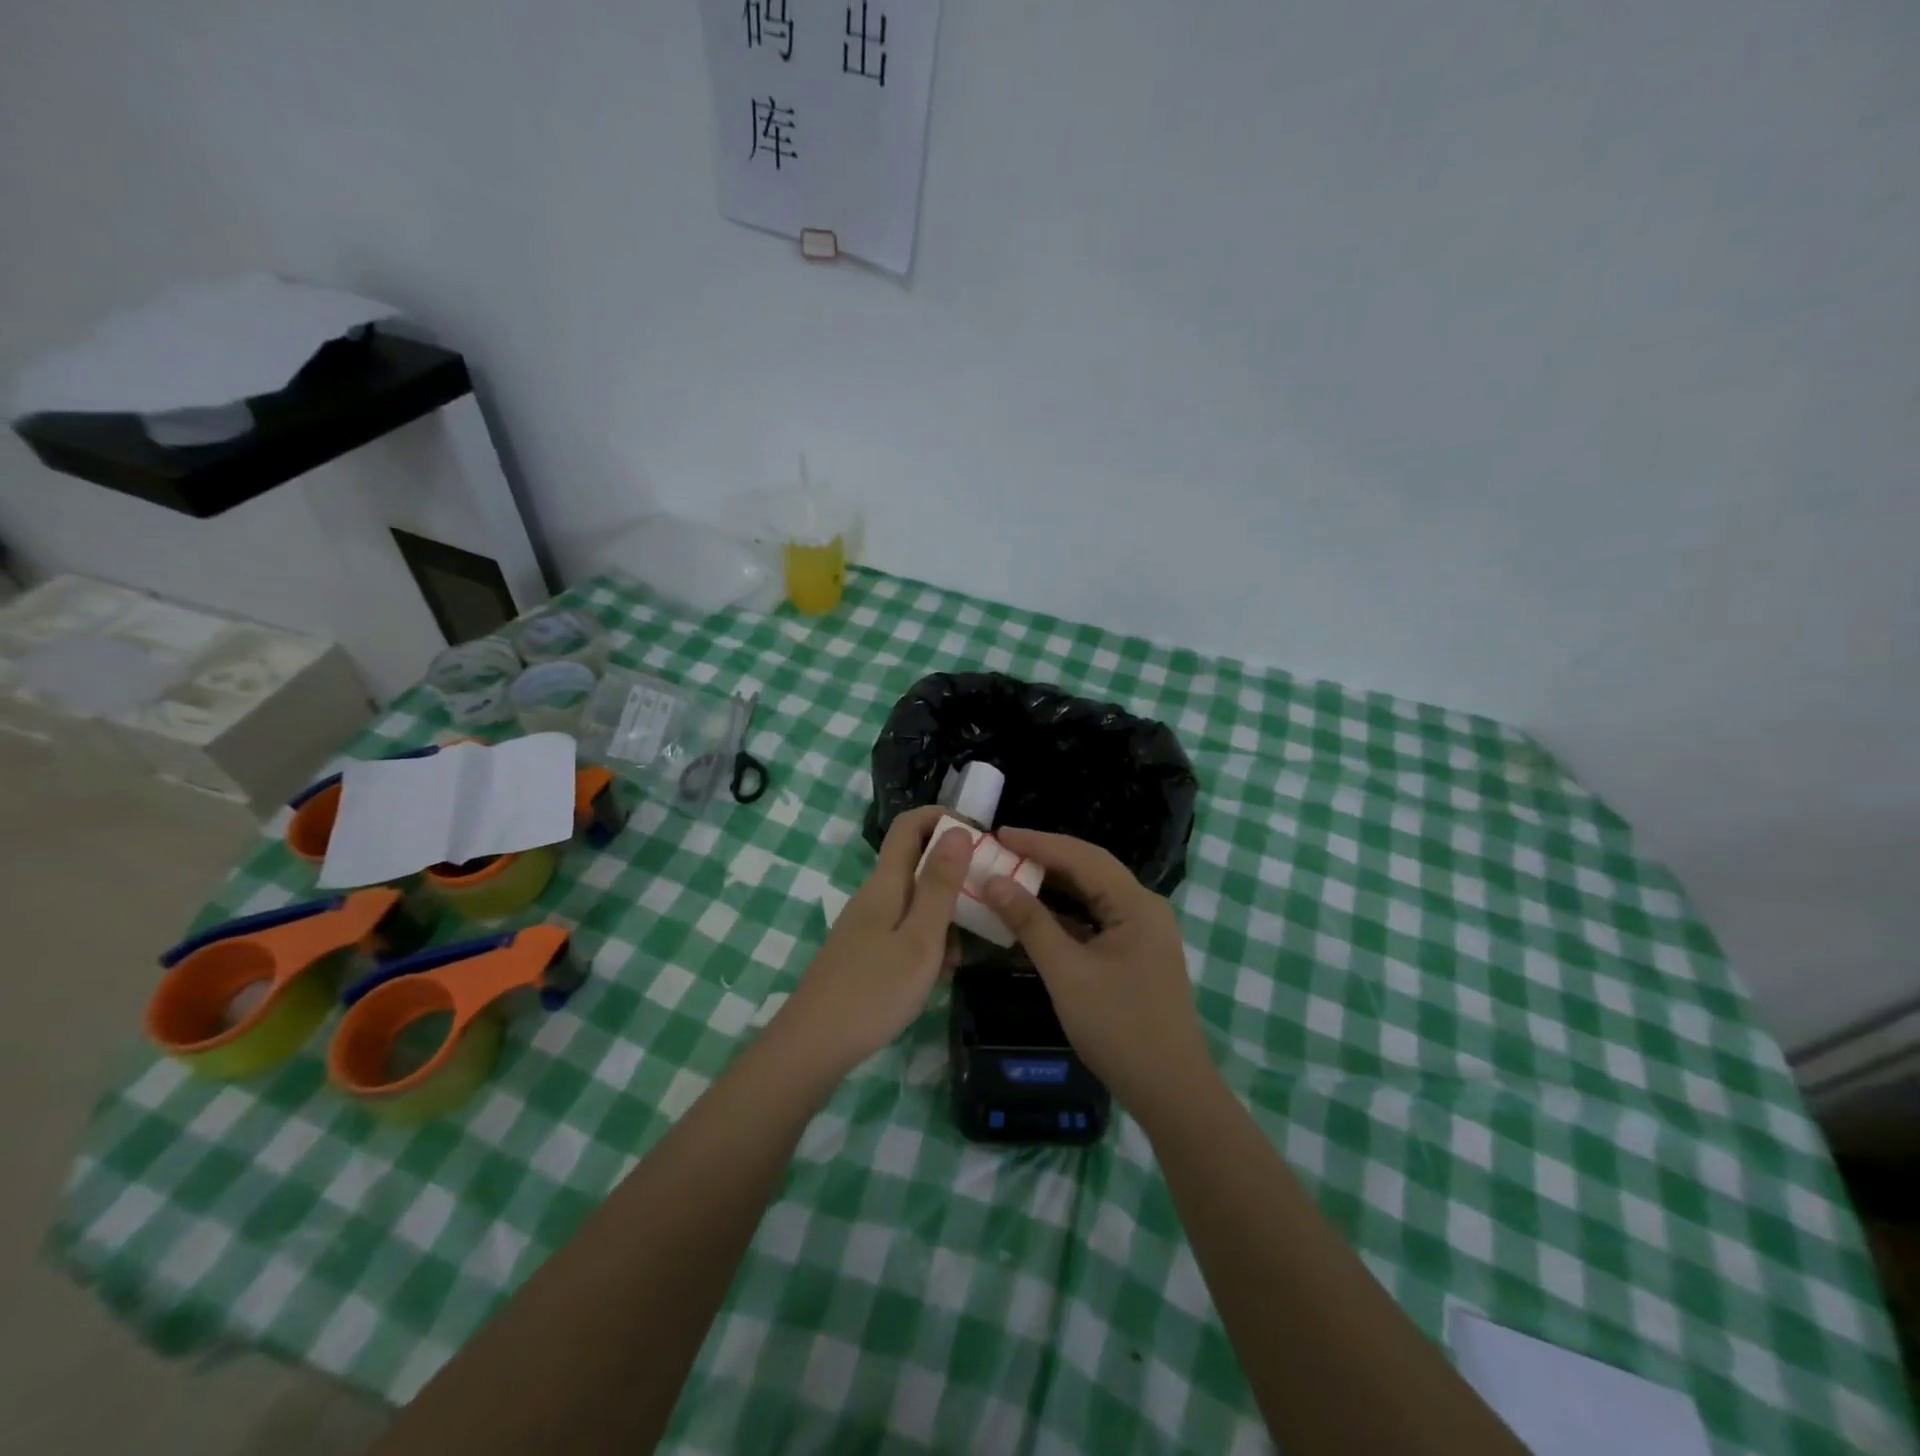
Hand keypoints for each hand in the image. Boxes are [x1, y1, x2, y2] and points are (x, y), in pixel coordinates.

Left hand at [775, 806, 972, 1074]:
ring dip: (944, 915)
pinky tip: (938, 975)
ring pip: (914, 901)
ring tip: (964, 953)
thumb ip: (940, 885)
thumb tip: (958, 830)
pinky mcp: (864, 951)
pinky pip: (904, 930)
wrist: (813, 1045)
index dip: (943, 818)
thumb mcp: (920, 938)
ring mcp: (867, 924)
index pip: (910, 825)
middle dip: (954, 873)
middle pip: (916, 862)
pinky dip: (927, 941)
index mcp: (886, 883)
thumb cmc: (874, 991)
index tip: (980, 837)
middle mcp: (875, 895)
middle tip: (986, 898)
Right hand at [982, 829, 1212, 1111]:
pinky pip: (1096, 920)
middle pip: (1090, 870)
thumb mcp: (1066, 972)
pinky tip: (1036, 915)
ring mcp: (1143, 932)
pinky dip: (1065, 914)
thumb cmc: (1118, 1027)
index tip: (997, 833)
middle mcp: (1144, 908)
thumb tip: (994, 881)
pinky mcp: (1136, 954)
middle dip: (1045, 858)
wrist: (1170, 1090)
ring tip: (1012, 874)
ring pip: (1092, 895)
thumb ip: (1030, 922)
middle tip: (1000, 850)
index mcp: (1136, 903)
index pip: (1082, 857)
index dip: (1038, 842)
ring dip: (1053, 885)